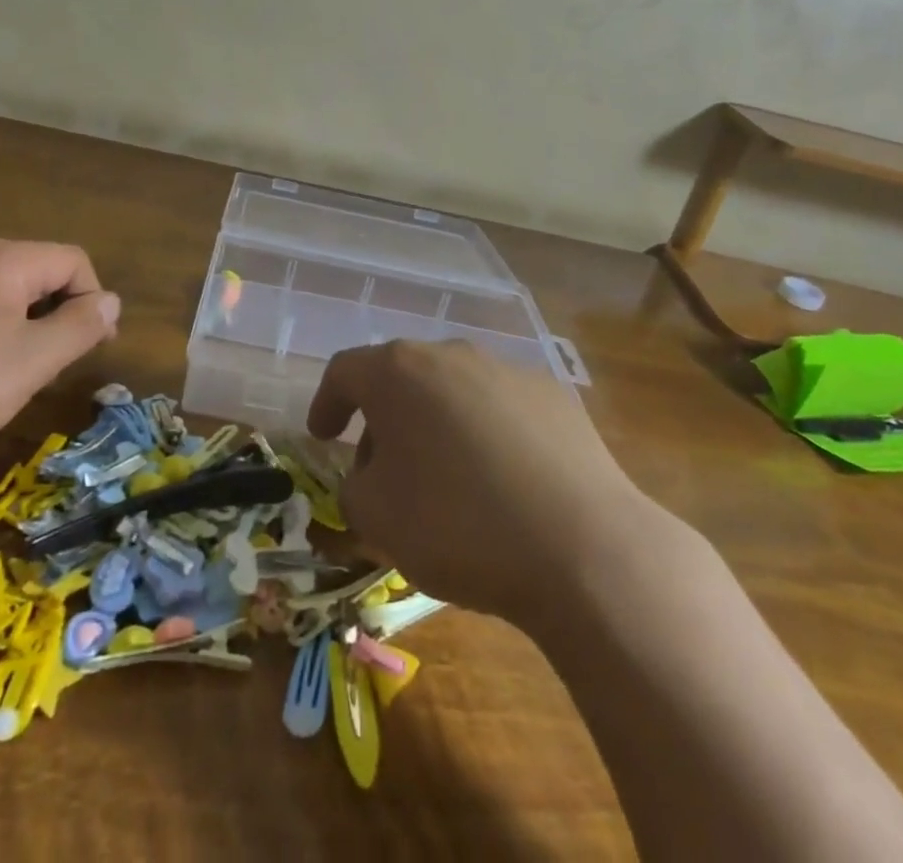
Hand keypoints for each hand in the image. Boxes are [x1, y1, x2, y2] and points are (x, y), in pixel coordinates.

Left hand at [0, 238, 119, 484]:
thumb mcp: (29, 363)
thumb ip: (79, 327)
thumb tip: (111, 300)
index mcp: (2, 260)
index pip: (73, 262)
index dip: (93, 302)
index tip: (91, 351)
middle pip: (39, 275)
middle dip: (56, 319)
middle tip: (49, 372)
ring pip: (4, 297)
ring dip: (22, 332)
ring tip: (8, 382)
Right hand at [307, 340, 683, 625]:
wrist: (581, 547)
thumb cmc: (456, 525)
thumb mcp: (375, 518)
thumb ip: (353, 487)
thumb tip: (369, 475)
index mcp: (399, 372)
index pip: (344, 371)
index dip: (326, 402)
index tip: (322, 435)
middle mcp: (451, 355)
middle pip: (401, 378)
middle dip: (383, 422)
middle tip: (382, 473)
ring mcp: (507, 370)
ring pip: (452, 391)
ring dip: (435, 426)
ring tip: (445, 482)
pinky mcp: (554, 395)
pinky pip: (501, 409)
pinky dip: (486, 435)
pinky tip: (502, 483)